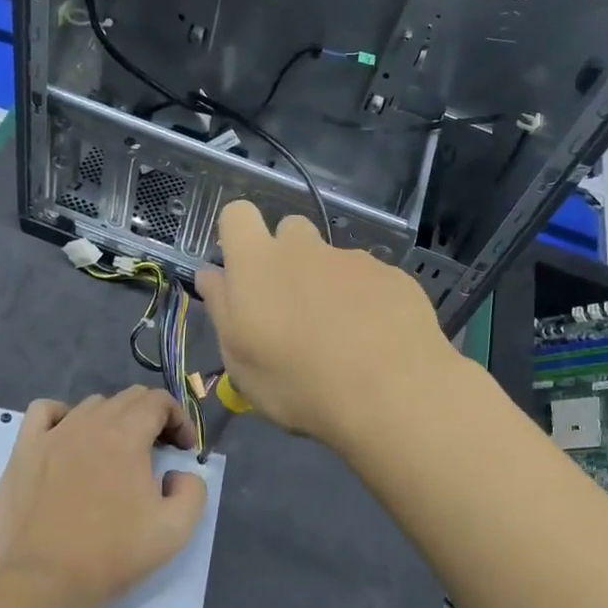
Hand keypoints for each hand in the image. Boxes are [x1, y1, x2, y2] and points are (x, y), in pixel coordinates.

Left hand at [0, 388, 207, 607]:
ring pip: (91, 404)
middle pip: (128, 398)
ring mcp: (52, 434)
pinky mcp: (24, 450)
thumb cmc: (109, 555)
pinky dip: (63, 415)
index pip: (159, 402)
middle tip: (158, 451)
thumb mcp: (175, 530)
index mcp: (126, 436)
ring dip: (113, 419)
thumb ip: (193, 490)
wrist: (41, 583)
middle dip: (152, 416)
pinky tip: (69, 438)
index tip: (184, 450)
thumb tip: (179, 473)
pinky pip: (45, 411)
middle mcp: (90, 423)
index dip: (179, 419)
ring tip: (116, 452)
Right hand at [195, 201, 466, 448]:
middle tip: (293, 308)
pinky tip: (377, 342)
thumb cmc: (298, 382)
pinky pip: (372, 281)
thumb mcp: (240, 361)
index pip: (238, 215)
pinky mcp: (394, 276)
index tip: (243, 271)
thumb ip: (222, 309)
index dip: (238, 235)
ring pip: (333, 260)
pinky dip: (369, 302)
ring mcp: (354, 259)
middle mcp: (305, 248)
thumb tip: (213, 274)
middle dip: (288, 258)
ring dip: (330, 285)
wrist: (390, 392)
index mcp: (258, 263)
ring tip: (343, 338)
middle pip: (290, 231)